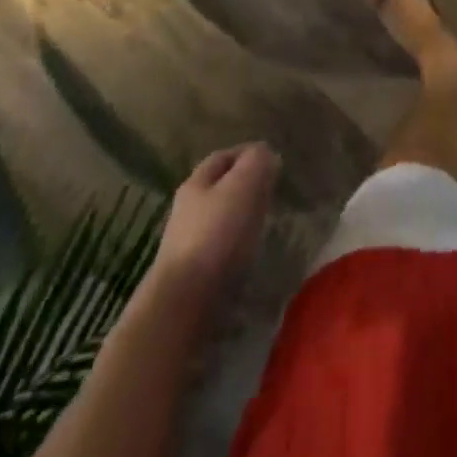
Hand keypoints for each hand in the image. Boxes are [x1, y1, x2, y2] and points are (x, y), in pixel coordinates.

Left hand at [154, 143, 280, 295]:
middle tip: (272, 191)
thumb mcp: (243, 186)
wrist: (184, 303)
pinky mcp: (192, 274)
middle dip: (245, 185)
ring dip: (242, 217)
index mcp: (196, 183)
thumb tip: (264, 153)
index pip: (223, 157)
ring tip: (265, 223)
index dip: (247, 154)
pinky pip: (220, 248)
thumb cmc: (215, 235)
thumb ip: (257, 162)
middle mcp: (187, 209)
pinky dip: (237, 244)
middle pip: (219, 188)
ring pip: (220, 218)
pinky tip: (250, 254)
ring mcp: (187, 244)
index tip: (272, 161)